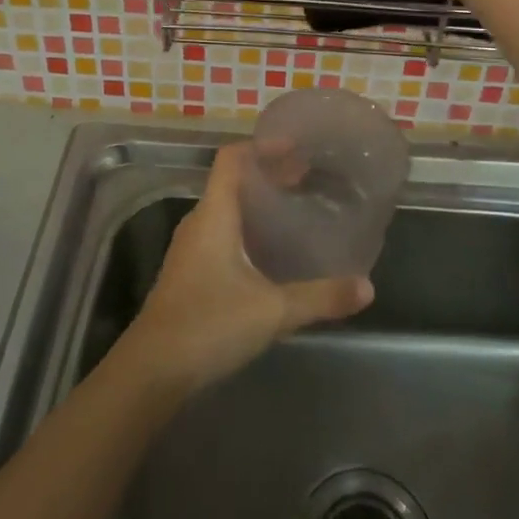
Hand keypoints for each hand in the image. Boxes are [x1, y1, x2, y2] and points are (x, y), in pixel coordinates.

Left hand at [122, 143, 372, 392]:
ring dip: (258, 203)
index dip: (262, 146)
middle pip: (232, 181)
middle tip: (307, 177)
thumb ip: (320, 297)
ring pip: (227, 210)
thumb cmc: (208, 325)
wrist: (151, 372)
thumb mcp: (272, 311)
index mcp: (214, 215)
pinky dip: (248, 229)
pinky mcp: (190, 274)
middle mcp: (199, 223)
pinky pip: (222, 234)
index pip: (232, 159)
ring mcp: (191, 250)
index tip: (296, 147)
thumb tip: (367, 287)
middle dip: (269, 174)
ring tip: (295, 209)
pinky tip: (271, 253)